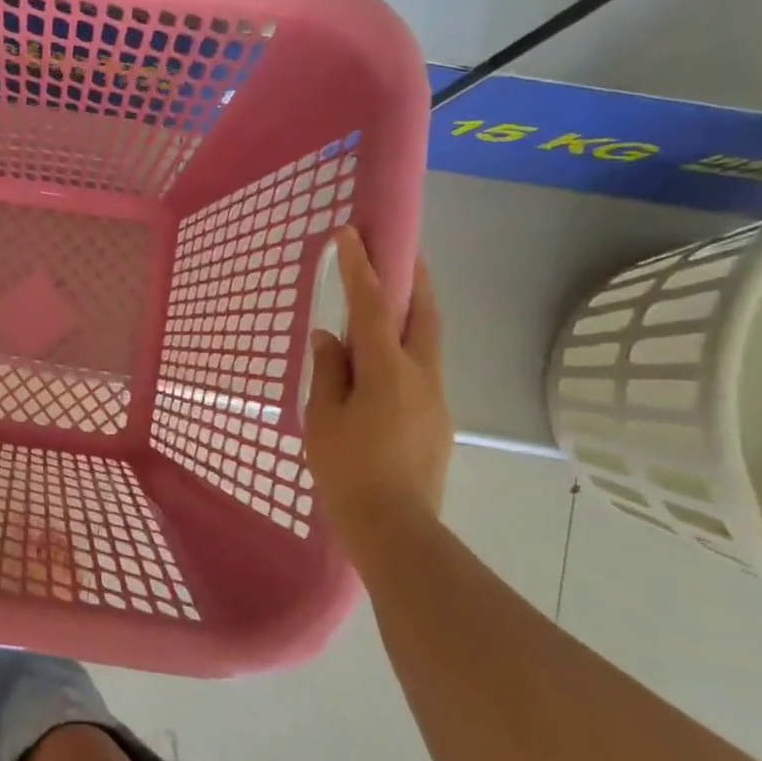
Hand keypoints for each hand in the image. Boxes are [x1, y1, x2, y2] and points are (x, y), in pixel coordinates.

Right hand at [304, 227, 451, 538]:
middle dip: (413, 278)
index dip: (361, 267)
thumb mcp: (323, 418)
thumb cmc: (347, 469)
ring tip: (391, 303)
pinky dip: (407, 351)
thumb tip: (328, 338)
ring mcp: (436, 398)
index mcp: (387, 370)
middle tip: (402, 252)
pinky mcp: (438, 420)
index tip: (351, 234)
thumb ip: (327, 372)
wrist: (395, 526)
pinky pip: (423, 370)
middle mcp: (420, 375)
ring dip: (414, 314)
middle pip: (423, 314)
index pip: (371, 307)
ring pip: (428, 342)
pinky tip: (385, 365)